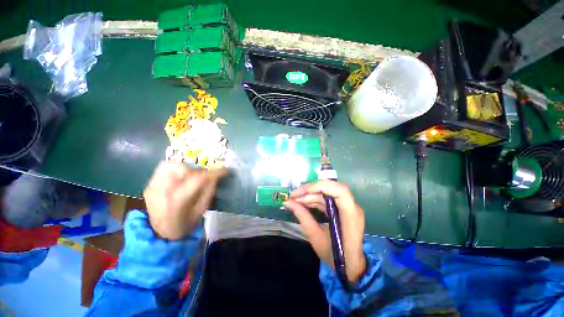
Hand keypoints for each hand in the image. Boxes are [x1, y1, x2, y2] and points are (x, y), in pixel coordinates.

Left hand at [143, 161, 227, 239]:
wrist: (160, 232)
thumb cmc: (185, 223)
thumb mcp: (201, 209)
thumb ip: (209, 190)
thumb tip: (216, 175)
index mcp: (178, 201)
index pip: (198, 179)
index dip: (214, 172)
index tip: (225, 170)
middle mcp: (162, 191)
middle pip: (183, 168)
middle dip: (199, 170)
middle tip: (205, 177)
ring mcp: (153, 187)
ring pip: (171, 164)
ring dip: (186, 167)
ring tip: (191, 176)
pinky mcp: (149, 185)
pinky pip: (163, 168)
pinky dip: (175, 168)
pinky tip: (180, 176)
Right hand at [284, 181, 366, 282]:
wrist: (350, 266)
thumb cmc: (336, 256)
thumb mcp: (316, 237)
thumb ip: (303, 217)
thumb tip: (287, 202)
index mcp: (350, 215)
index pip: (340, 191)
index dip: (321, 186)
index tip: (303, 191)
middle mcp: (352, 207)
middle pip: (332, 188)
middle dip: (312, 189)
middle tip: (295, 194)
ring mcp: (348, 207)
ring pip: (328, 193)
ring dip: (311, 194)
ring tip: (295, 199)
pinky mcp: (342, 209)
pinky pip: (327, 199)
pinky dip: (314, 199)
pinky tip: (303, 202)